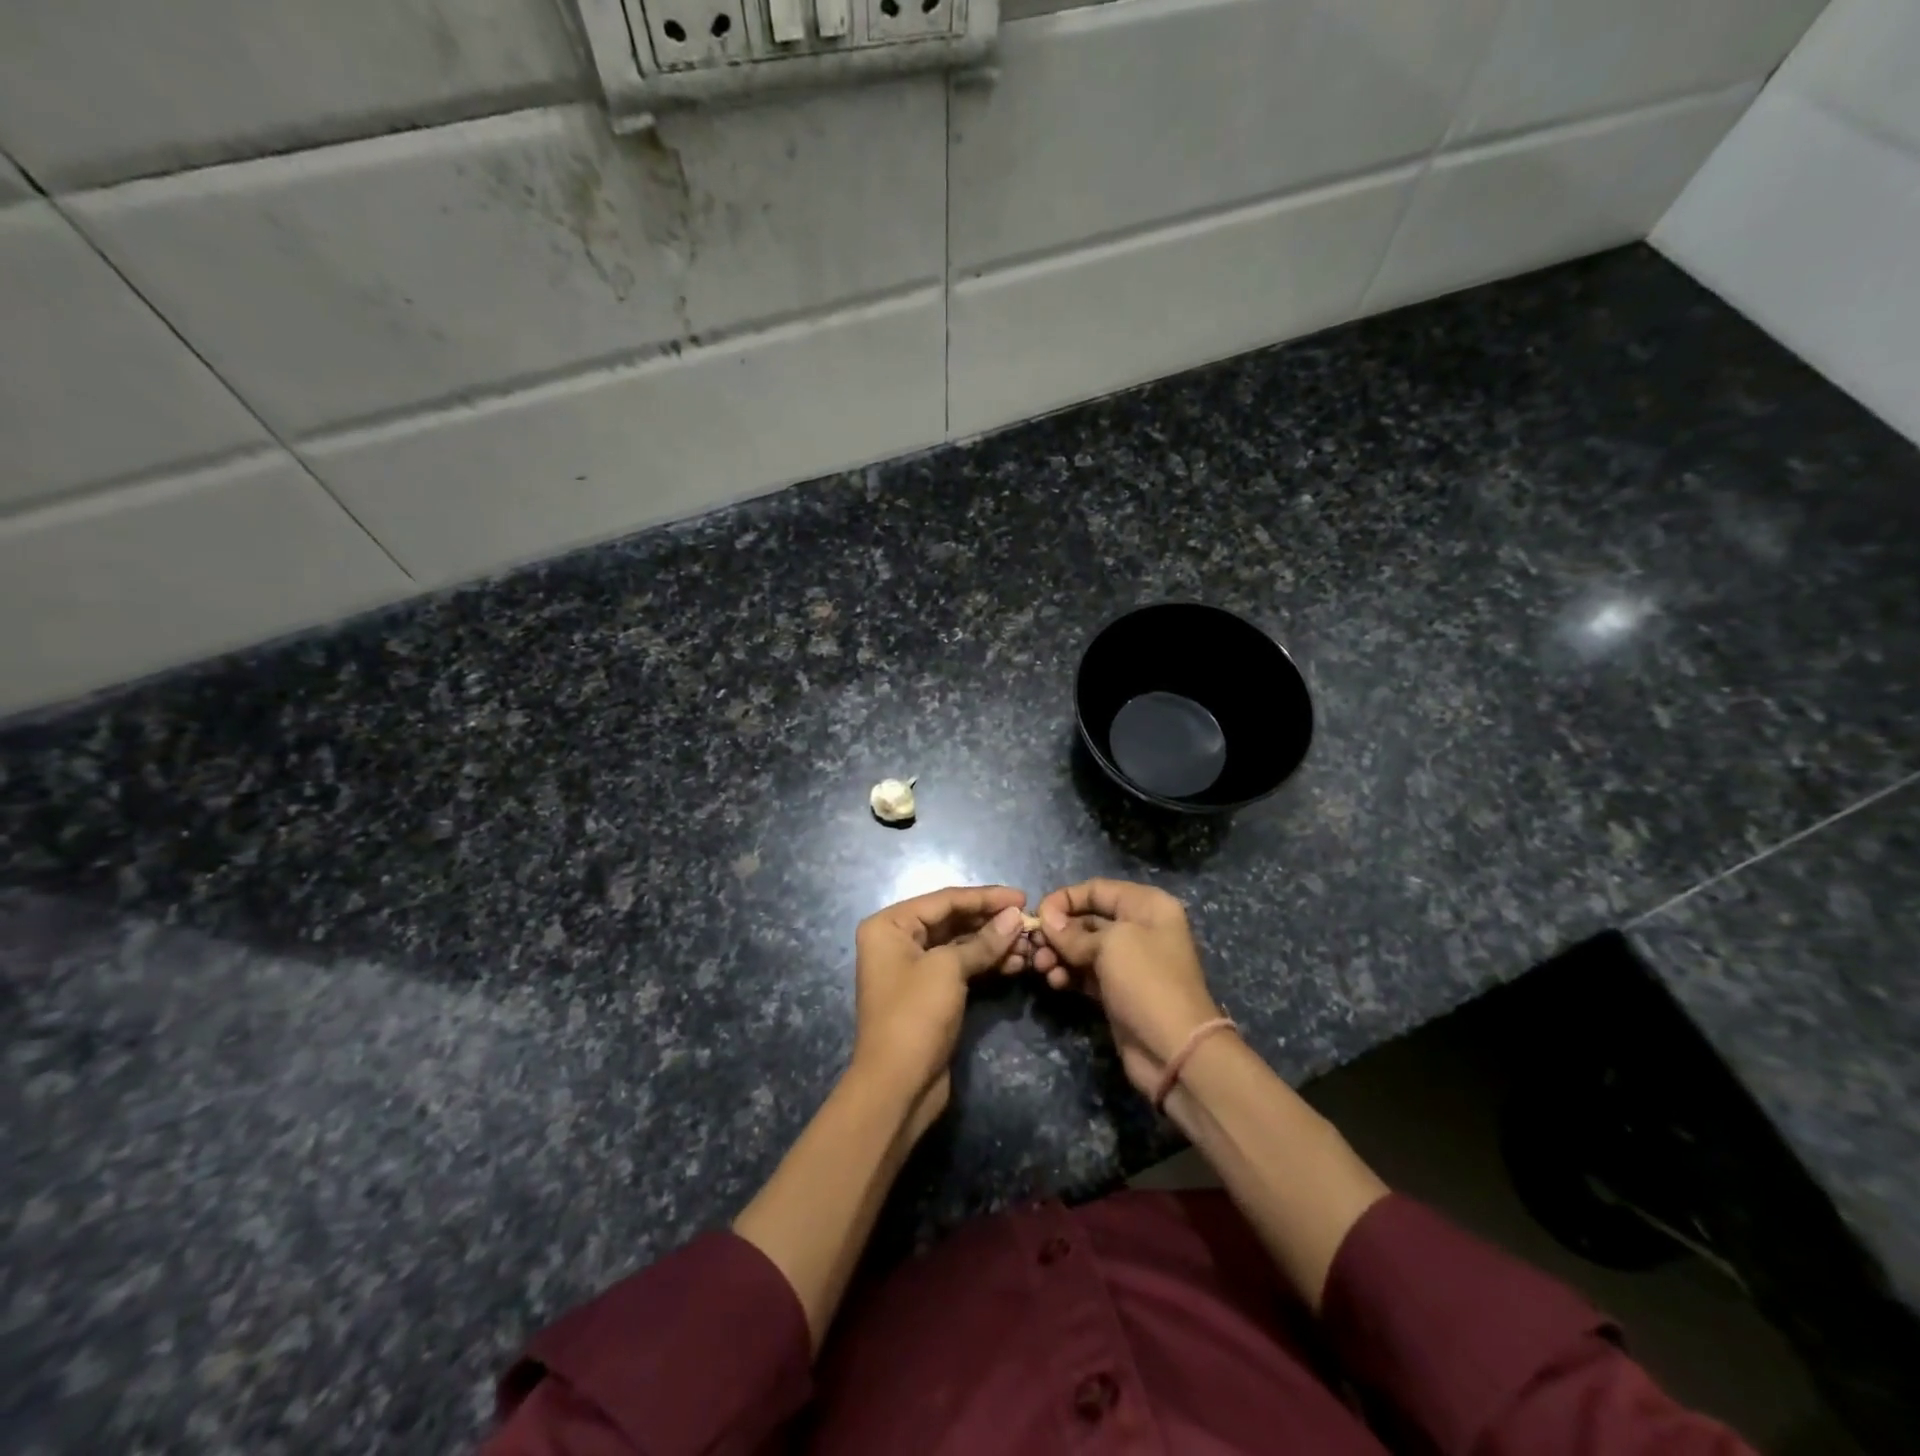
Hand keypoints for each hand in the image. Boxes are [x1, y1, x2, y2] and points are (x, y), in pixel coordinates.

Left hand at [850, 885, 1028, 1135]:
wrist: (897, 1086)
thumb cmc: (915, 1015)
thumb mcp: (949, 969)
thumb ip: (984, 941)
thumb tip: (1016, 917)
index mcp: (890, 925)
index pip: (945, 900)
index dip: (986, 897)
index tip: (1022, 897)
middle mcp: (898, 941)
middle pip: (953, 920)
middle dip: (992, 922)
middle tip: (1029, 922)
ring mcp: (914, 968)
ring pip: (960, 945)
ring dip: (994, 944)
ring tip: (1030, 945)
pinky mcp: (930, 993)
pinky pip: (961, 968)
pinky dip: (987, 964)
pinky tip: (1017, 964)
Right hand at [1034, 878, 1225, 1098]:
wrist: (1175, 1051)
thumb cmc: (1147, 982)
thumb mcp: (1110, 946)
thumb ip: (1073, 932)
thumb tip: (1046, 919)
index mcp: (1147, 906)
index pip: (1097, 889)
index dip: (1065, 898)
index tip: (1037, 914)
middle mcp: (1139, 928)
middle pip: (1087, 918)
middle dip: (1058, 930)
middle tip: (1033, 946)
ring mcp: (1129, 962)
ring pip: (1083, 948)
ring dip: (1059, 954)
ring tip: (1042, 967)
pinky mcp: (1118, 990)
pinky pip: (1086, 973)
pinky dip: (1069, 974)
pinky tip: (1055, 982)